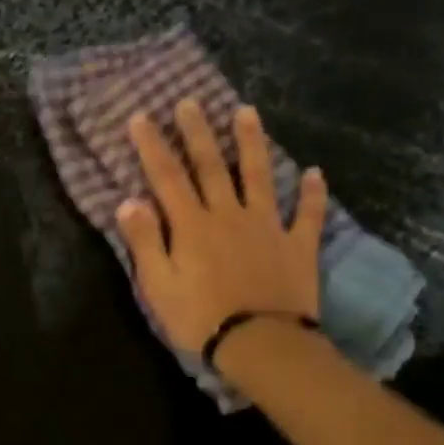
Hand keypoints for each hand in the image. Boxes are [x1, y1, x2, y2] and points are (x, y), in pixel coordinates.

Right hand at [115, 100, 327, 355]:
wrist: (260, 343)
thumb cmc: (199, 318)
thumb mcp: (158, 285)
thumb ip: (144, 241)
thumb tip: (129, 201)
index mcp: (192, 225)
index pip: (167, 177)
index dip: (152, 146)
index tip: (141, 117)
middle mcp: (229, 214)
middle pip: (212, 166)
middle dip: (198, 132)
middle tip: (190, 101)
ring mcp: (267, 226)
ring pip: (259, 176)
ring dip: (252, 143)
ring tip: (248, 112)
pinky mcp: (297, 245)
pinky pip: (306, 214)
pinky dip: (311, 193)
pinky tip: (314, 173)